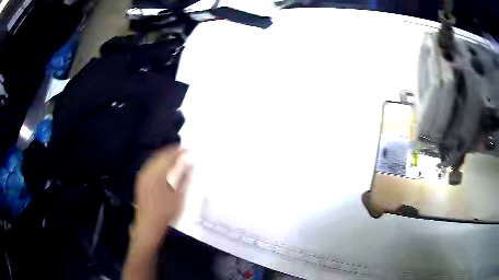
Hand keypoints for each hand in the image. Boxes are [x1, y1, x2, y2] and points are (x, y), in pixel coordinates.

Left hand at [132, 145, 191, 243]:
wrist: (148, 224)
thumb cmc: (166, 212)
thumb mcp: (179, 196)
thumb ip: (184, 178)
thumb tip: (189, 164)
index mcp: (157, 174)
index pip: (168, 156)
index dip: (178, 151)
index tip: (188, 149)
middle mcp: (148, 171)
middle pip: (159, 155)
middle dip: (170, 152)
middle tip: (182, 151)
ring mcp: (142, 176)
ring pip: (154, 160)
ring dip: (164, 157)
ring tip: (174, 157)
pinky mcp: (141, 181)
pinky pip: (150, 166)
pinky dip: (158, 163)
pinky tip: (164, 167)